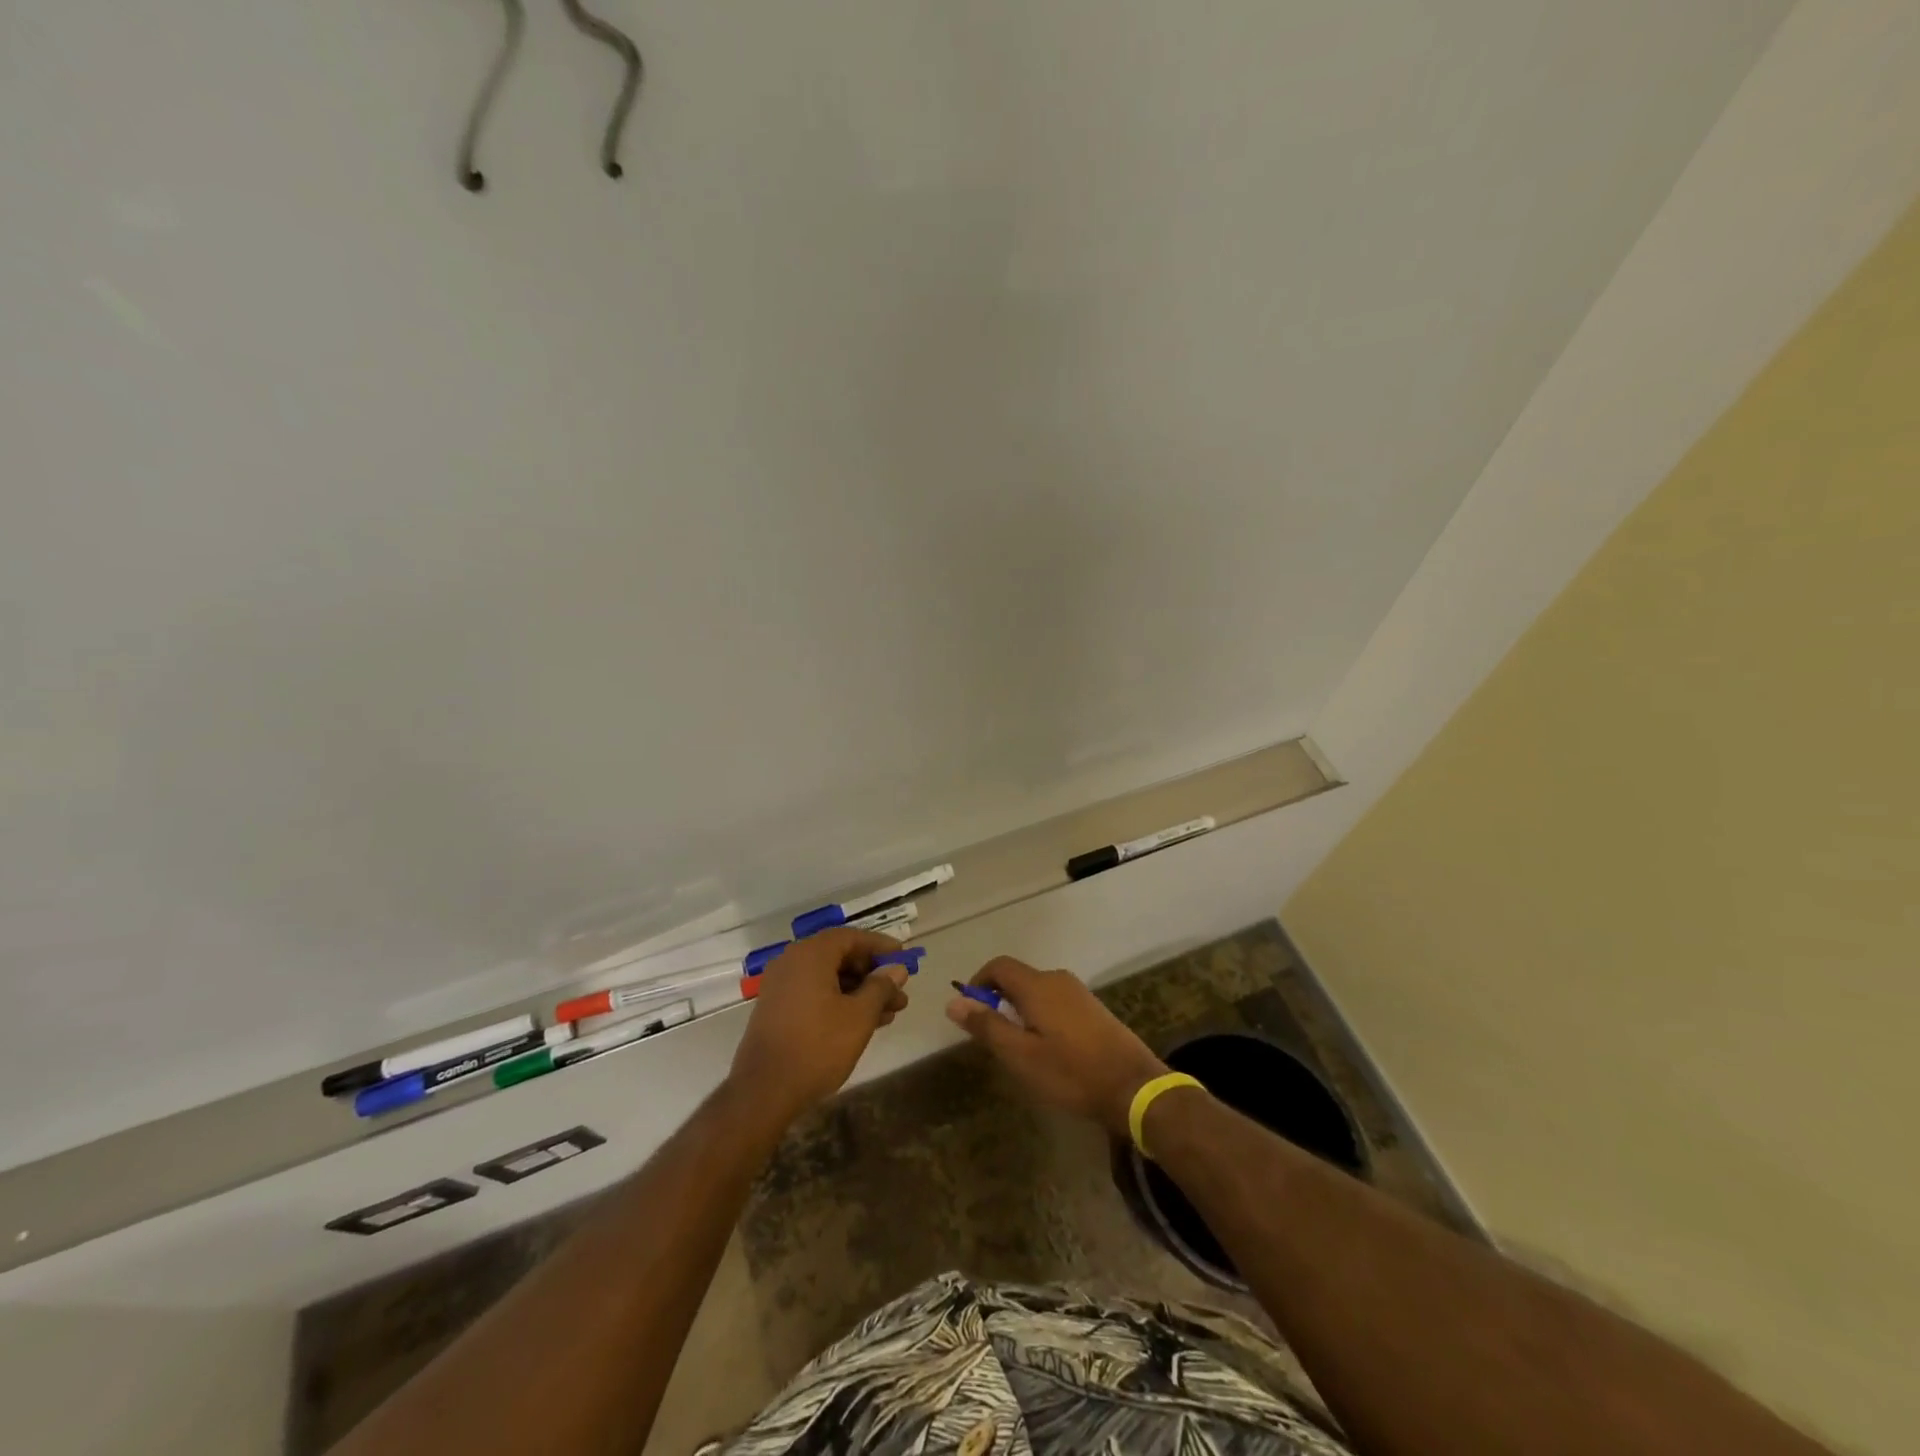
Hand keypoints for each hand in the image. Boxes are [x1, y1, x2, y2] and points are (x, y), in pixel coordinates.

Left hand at [728, 928, 909, 1124]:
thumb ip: (881, 987)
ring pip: (829, 978)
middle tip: (899, 992)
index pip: (852, 937)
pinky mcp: (777, 1008)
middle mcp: (792, 961)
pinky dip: (840, 1001)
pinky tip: (863, 1023)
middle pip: (840, 957)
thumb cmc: (817, 1047)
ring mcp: (782, 986)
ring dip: (860, 991)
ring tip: (890, 1013)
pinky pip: (815, 993)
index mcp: (811, 954)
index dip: (880, 946)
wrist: (764, 1091)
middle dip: (873, 974)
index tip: (904, 958)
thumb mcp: (859, 1016)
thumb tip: (896, 969)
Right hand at [945, 956, 1167, 1136]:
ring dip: (1019, 1010)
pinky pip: (1055, 1002)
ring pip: (1037, 991)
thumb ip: (987, 1026)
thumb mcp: (1020, 1055)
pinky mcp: (1093, 1009)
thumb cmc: (1071, 1072)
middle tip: (992, 1037)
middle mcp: (1057, 979)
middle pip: (1018, 977)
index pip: (999, 966)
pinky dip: (1040, 1016)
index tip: (970, 1011)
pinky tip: (1047, 1049)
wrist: (1133, 1087)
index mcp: (1037, 985)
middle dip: (998, 1000)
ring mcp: (1079, 993)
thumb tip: (954, 1001)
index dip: (978, 982)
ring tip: (1018, 1047)